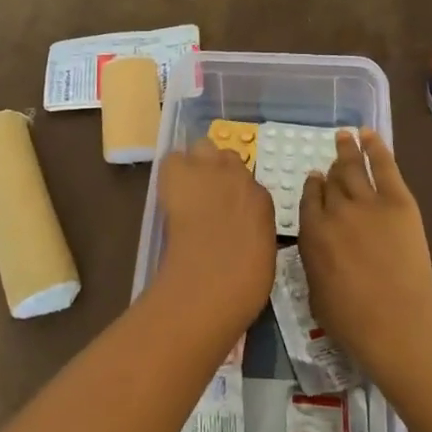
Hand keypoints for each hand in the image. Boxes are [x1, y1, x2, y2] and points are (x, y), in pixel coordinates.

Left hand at [154, 138, 275, 329]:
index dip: (236, 195)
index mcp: (262, 200)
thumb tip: (243, 228)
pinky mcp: (179, 174)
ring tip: (187, 186)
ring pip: (203, 147)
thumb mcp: (261, 254)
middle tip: (208, 194)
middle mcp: (239, 177)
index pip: (250, 184)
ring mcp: (209, 171)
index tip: (227, 209)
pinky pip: (173, 159)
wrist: (210, 282)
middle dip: (219, 170)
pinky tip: (169, 190)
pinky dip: (171, 170)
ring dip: (197, 162)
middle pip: (228, 157)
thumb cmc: (243, 284)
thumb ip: (253, 230)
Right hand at [298, 130, 431, 385]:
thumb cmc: (352, 320)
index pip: (309, 199)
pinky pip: (384, 165)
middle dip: (330, 169)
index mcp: (312, 233)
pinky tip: (368, 134)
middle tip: (332, 158)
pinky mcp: (397, 201)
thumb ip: (313, 262)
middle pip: (330, 181)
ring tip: (344, 136)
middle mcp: (334, 210)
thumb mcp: (316, 293)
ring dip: (346, 149)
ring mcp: (366, 202)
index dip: (313, 187)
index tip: (316, 179)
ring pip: (352, 167)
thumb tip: (318, 249)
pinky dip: (376, 147)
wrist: (396, 320)